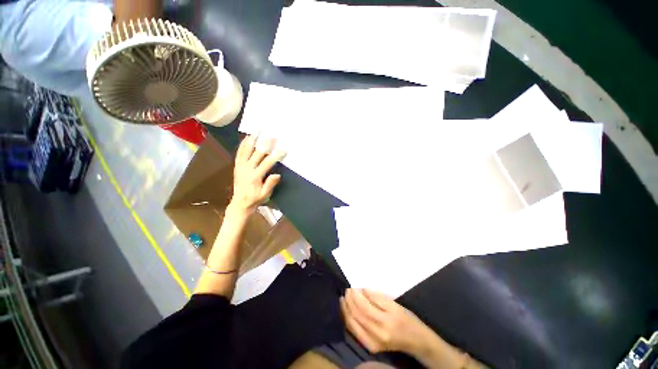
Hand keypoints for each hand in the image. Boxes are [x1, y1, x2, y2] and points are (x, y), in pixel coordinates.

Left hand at [230, 135, 285, 213]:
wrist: (240, 203)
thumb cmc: (255, 199)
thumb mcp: (265, 195)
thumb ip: (270, 184)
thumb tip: (277, 174)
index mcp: (255, 176)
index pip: (267, 163)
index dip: (275, 156)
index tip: (283, 150)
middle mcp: (247, 169)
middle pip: (257, 153)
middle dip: (265, 144)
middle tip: (272, 135)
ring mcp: (240, 166)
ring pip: (246, 150)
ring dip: (252, 140)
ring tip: (258, 131)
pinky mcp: (237, 166)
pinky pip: (239, 153)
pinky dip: (243, 144)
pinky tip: (247, 138)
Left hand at [340, 289, 434, 354]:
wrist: (416, 341)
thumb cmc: (407, 319)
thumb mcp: (395, 305)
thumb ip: (378, 297)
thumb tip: (362, 290)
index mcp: (387, 321)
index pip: (365, 306)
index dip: (356, 295)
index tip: (353, 286)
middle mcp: (379, 334)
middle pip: (357, 315)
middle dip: (349, 300)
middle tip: (347, 289)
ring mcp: (373, 343)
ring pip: (353, 323)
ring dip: (346, 309)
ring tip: (344, 297)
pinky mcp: (370, 347)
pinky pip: (354, 331)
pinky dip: (347, 319)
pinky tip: (346, 310)